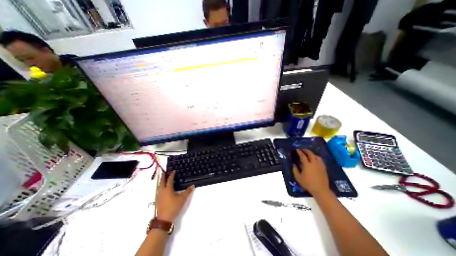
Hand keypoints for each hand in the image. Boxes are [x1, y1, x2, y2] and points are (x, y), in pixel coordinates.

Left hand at [157, 171, 193, 222]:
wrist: (164, 219)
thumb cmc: (174, 207)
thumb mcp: (182, 199)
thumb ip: (188, 191)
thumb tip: (193, 185)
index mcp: (168, 189)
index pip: (170, 180)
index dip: (171, 175)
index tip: (173, 171)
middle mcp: (162, 191)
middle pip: (162, 182)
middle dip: (163, 177)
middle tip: (164, 172)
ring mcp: (159, 196)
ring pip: (159, 186)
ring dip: (161, 182)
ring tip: (162, 179)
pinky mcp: (157, 201)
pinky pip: (158, 191)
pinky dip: (160, 187)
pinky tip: (161, 190)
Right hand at [294, 150, 329, 195]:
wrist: (321, 190)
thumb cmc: (308, 184)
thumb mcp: (298, 177)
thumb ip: (295, 170)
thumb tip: (294, 164)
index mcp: (307, 165)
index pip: (303, 156)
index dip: (299, 152)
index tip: (297, 149)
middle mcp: (314, 163)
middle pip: (311, 154)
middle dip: (306, 150)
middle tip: (302, 149)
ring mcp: (320, 165)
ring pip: (317, 156)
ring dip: (312, 153)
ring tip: (309, 154)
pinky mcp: (324, 168)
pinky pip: (320, 160)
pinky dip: (317, 157)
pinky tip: (315, 159)